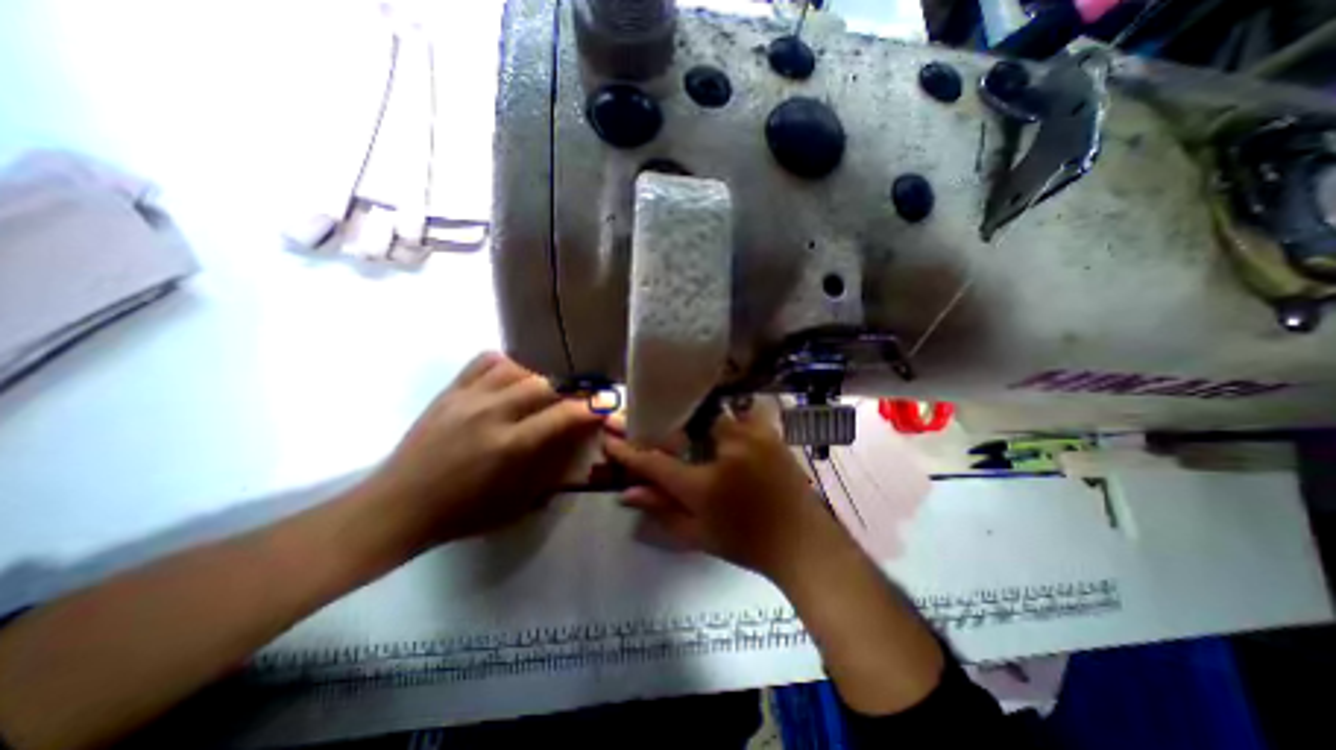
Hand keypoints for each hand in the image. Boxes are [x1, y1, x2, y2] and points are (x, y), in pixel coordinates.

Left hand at [360, 352, 600, 543]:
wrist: (396, 507)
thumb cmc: (461, 513)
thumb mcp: (516, 503)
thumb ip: (551, 473)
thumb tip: (575, 449)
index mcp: (509, 446)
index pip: (562, 416)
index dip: (590, 409)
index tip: (604, 406)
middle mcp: (491, 414)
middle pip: (543, 384)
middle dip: (566, 391)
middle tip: (572, 401)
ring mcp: (467, 398)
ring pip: (516, 368)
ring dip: (536, 378)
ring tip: (539, 393)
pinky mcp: (449, 391)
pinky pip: (483, 361)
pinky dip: (505, 365)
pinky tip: (509, 379)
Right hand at [603, 405, 842, 578]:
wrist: (801, 542)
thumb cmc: (746, 542)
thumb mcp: (698, 533)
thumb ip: (661, 509)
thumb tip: (627, 492)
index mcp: (704, 483)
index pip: (655, 462)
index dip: (630, 451)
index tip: (611, 439)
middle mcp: (725, 450)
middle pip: (686, 424)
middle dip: (669, 426)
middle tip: (661, 430)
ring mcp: (751, 436)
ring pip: (714, 414)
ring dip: (699, 420)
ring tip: (694, 430)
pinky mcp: (769, 432)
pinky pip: (740, 413)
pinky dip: (726, 417)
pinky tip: (723, 428)